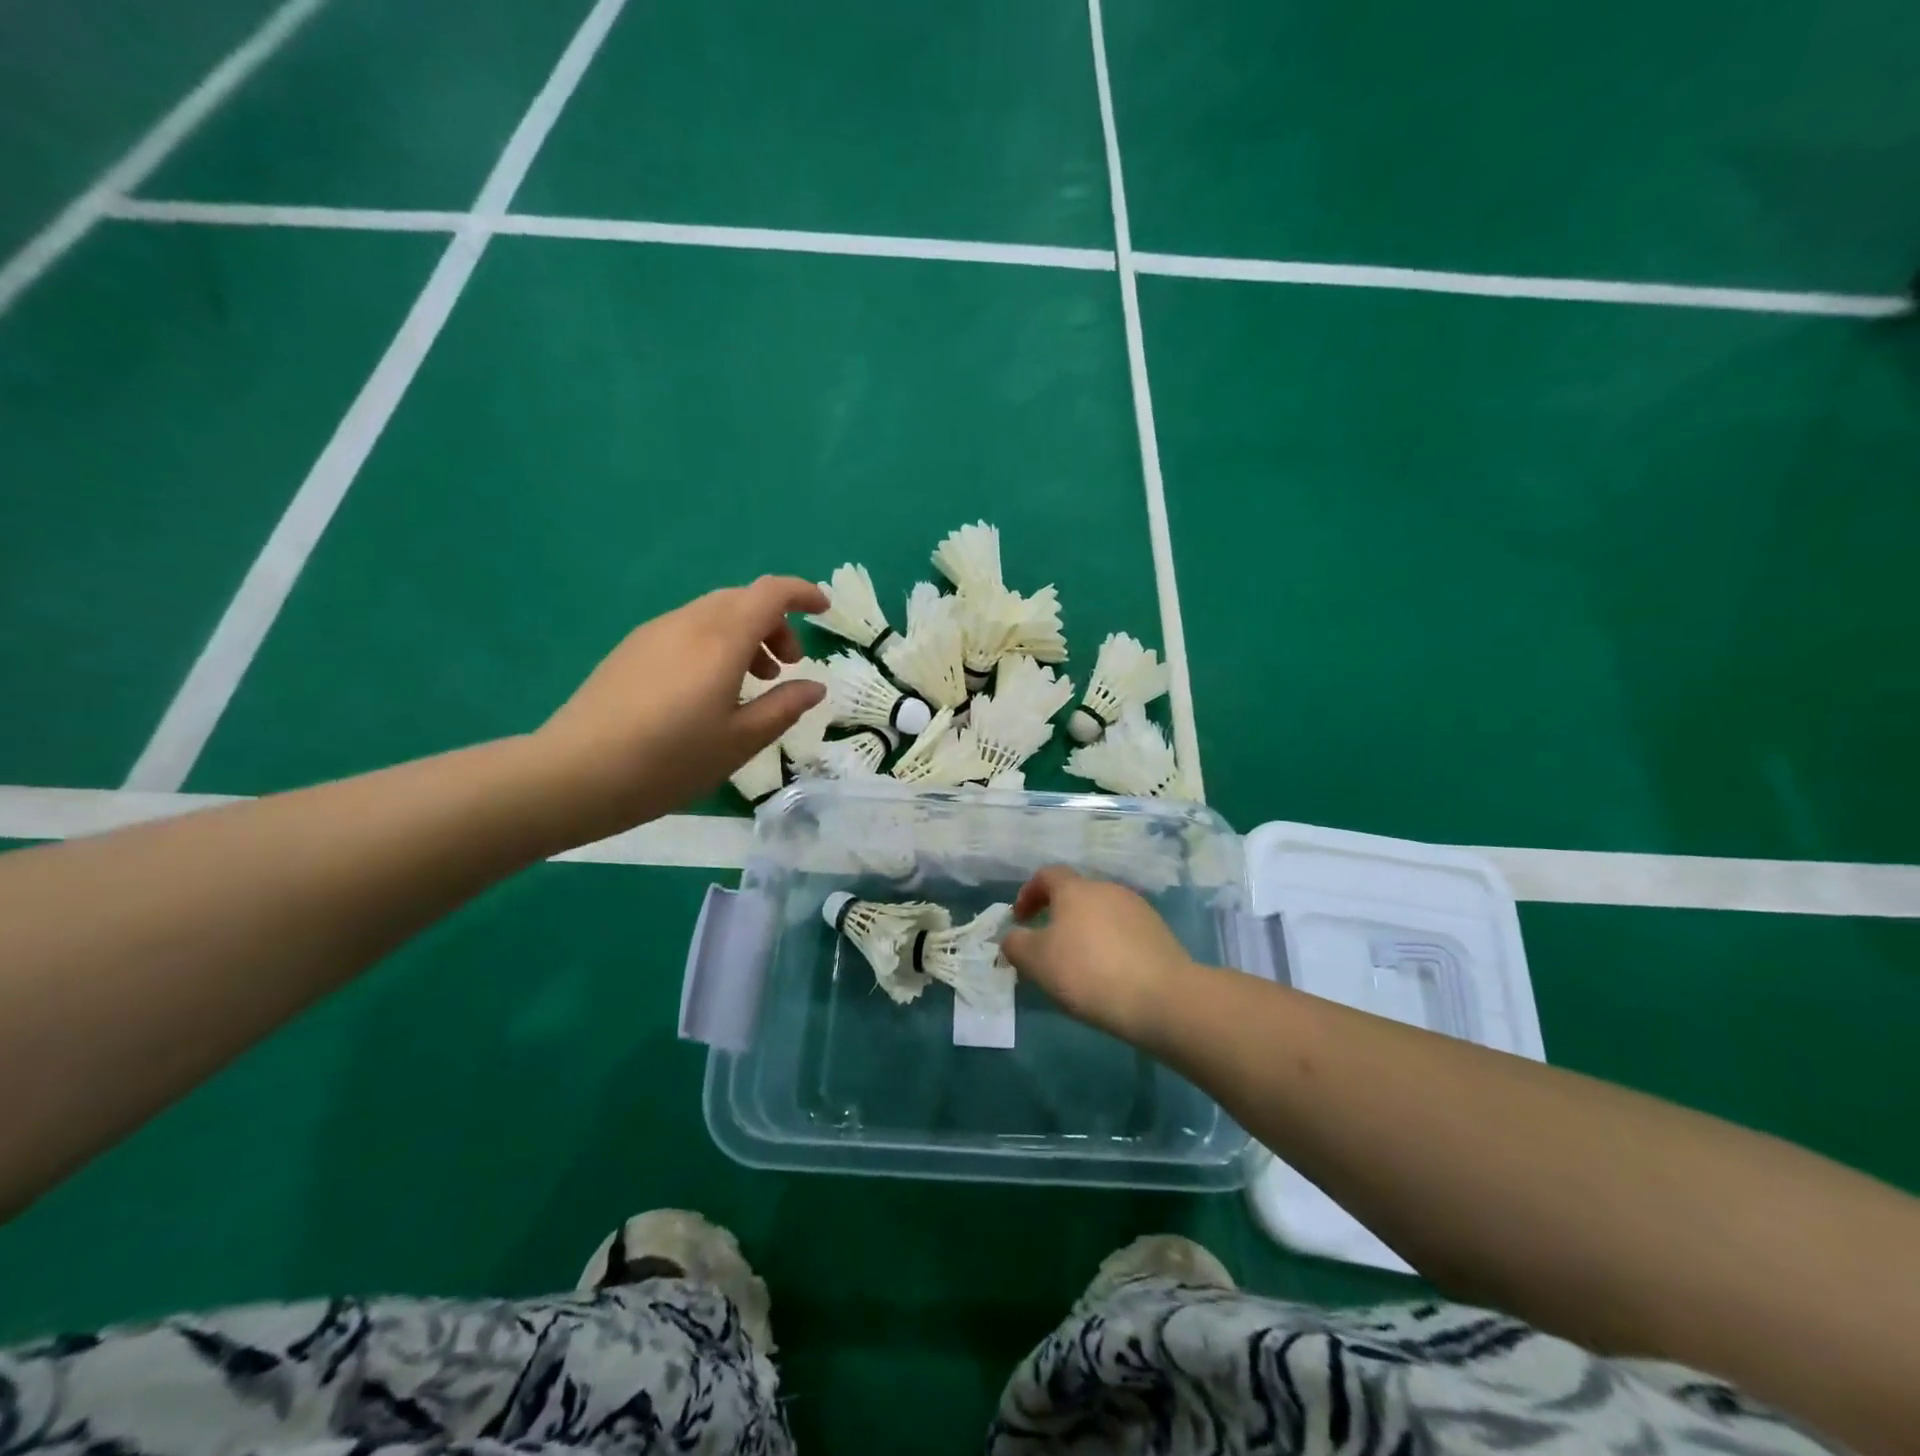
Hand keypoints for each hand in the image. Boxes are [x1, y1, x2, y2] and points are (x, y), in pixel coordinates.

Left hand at [534, 577, 828, 841]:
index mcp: (721, 639)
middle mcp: (688, 623)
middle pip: (742, 599)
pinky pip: (686, 629)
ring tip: (752, 681)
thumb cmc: (671, 760)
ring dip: (744, 634)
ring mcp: (654, 633)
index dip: (803, 593)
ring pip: (713, 613)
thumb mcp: (741, 741)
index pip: (770, 593)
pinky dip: (714, 643)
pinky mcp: (631, 649)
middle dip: (775, 622)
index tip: (824, 611)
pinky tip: (708, 689)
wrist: (576, 773)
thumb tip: (814, 686)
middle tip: (787, 666)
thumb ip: (783, 707)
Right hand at [1001, 868, 1195, 1043]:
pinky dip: (1109, 945)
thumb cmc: (1088, 972)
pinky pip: (1123, 932)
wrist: (1161, 997)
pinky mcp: (1159, 932)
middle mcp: (1107, 888)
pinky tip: (1108, 975)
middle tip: (1047, 947)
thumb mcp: (1037, 961)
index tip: (1020, 920)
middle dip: (1057, 915)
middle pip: (1076, 894)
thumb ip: (1016, 944)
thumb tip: (1013, 938)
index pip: (1046, 875)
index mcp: (1075, 889)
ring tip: (1078, 966)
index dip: (1028, 893)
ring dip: (1085, 931)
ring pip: (1101, 913)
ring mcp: (1137, 908)